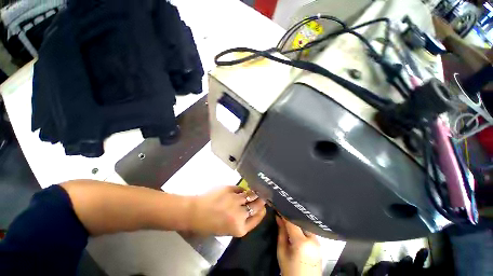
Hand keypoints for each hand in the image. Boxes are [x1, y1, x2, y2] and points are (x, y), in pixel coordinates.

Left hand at [188, 186, 265, 236]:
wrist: (195, 213)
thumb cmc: (209, 225)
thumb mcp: (228, 230)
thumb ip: (241, 222)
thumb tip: (250, 210)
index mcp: (240, 228)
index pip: (258, 217)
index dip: (262, 211)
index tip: (264, 207)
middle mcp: (240, 214)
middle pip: (257, 205)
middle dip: (261, 200)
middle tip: (262, 197)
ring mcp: (236, 200)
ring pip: (251, 195)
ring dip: (254, 193)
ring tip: (255, 192)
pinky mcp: (230, 189)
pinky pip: (241, 189)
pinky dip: (242, 190)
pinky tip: (242, 190)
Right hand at [276, 216, 321, 275]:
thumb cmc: (290, 271)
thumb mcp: (282, 252)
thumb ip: (281, 233)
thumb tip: (278, 217)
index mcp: (302, 243)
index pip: (292, 222)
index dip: (284, 213)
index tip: (277, 207)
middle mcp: (313, 240)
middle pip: (300, 222)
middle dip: (291, 216)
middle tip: (282, 212)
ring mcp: (319, 242)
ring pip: (305, 225)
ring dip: (296, 221)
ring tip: (288, 219)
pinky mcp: (320, 245)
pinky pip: (309, 231)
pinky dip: (302, 228)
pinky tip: (296, 228)